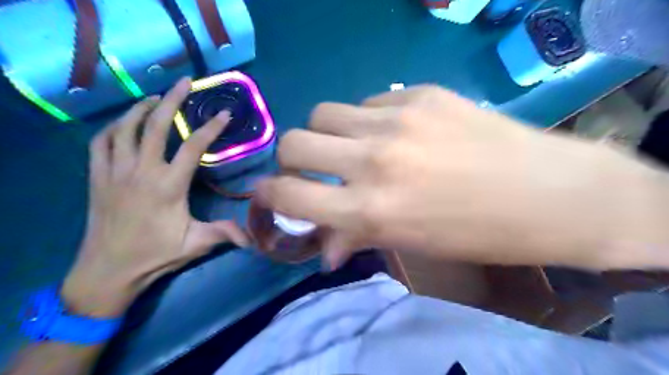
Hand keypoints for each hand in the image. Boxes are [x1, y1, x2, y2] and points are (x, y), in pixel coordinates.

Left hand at [61, 78, 249, 315]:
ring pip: (125, 128)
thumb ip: (224, 234)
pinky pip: (101, 142)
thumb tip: (254, 237)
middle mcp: (141, 171)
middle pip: (155, 126)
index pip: (192, 147)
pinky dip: (113, 127)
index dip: (210, 128)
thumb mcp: (195, 245)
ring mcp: (115, 171)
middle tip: (185, 82)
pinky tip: (124, 123)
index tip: (223, 113)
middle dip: (172, 100)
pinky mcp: (98, 177)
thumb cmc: (154, 255)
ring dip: (141, 107)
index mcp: (168, 186)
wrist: (108, 271)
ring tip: (156, 97)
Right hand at [256, 86, 662, 270]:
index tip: (270, 193)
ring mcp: (397, 120)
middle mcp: (372, 160)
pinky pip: (369, 102)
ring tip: (352, 146)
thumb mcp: (409, 244)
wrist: (550, 194)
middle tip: (311, 167)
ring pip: (325, 113)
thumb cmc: (476, 233)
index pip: (288, 193)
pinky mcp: (420, 94)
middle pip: (294, 140)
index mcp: (369, 209)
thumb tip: (321, 249)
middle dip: (292, 158)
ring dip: (328, 134)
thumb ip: (356, 238)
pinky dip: (367, 120)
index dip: (269, 193)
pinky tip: (396, 132)